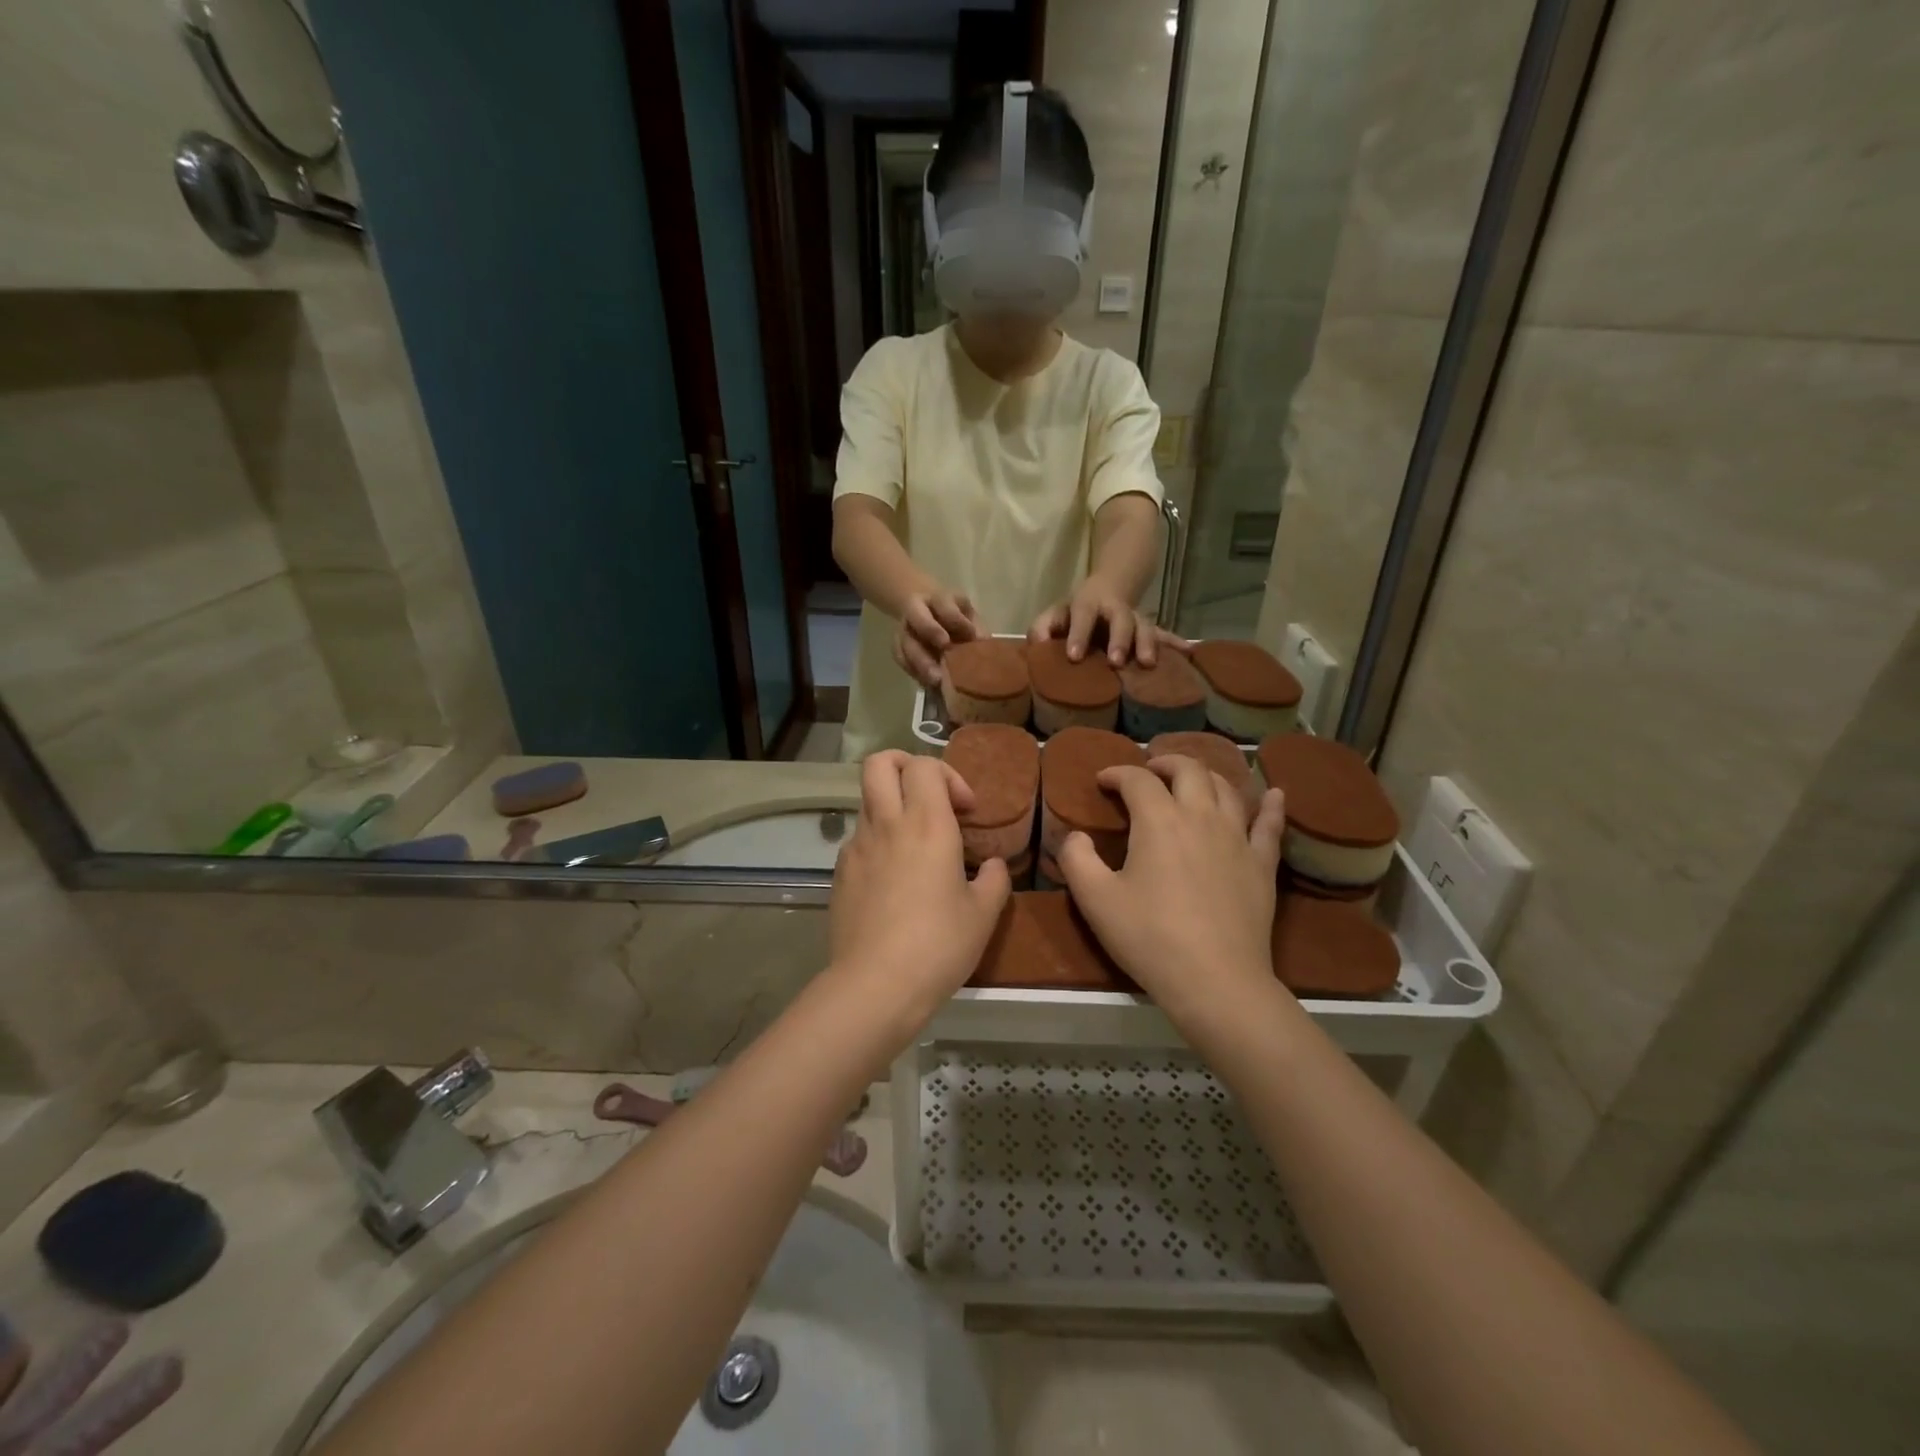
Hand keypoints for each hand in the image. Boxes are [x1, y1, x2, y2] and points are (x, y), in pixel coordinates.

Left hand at [828, 752, 1011, 1025]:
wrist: (876, 985)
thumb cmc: (938, 944)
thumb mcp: (983, 914)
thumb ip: (995, 880)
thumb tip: (994, 865)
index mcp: (926, 824)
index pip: (925, 766)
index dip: (949, 776)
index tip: (966, 810)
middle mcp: (887, 824)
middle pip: (880, 763)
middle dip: (905, 765)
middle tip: (929, 796)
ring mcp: (856, 847)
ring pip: (868, 800)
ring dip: (892, 806)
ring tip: (915, 844)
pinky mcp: (839, 873)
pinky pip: (859, 839)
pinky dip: (878, 842)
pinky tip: (893, 879)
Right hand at [893, 588, 979, 687]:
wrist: (921, 604)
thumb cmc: (951, 611)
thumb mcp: (965, 610)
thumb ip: (974, 624)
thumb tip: (984, 644)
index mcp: (937, 598)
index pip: (945, 605)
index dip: (956, 620)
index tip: (970, 635)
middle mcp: (916, 610)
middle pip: (919, 620)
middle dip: (931, 637)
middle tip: (947, 654)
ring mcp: (904, 628)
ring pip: (906, 644)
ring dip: (920, 664)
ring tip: (936, 682)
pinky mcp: (897, 644)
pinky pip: (901, 659)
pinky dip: (914, 672)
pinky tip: (928, 685)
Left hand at [1028, 577, 1187, 668]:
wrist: (1110, 587)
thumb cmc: (1075, 611)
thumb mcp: (1056, 613)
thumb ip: (1043, 626)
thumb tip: (1038, 643)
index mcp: (1088, 604)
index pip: (1082, 615)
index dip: (1078, 634)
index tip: (1074, 656)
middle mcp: (1115, 609)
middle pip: (1120, 619)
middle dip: (1120, 639)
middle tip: (1116, 661)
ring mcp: (1135, 619)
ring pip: (1145, 627)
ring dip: (1147, 644)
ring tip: (1148, 663)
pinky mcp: (1149, 630)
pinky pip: (1164, 636)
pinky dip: (1176, 643)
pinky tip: (1189, 651)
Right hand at [1060, 756, 1285, 1030]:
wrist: (1215, 980)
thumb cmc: (1149, 937)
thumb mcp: (1095, 900)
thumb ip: (1076, 859)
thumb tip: (1076, 835)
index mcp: (1158, 820)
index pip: (1137, 780)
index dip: (1116, 774)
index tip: (1102, 781)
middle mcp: (1201, 816)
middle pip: (1188, 770)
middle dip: (1164, 763)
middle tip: (1148, 773)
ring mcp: (1237, 838)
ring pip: (1226, 789)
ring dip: (1205, 776)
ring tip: (1191, 781)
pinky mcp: (1262, 864)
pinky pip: (1270, 825)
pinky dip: (1271, 805)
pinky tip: (1275, 794)